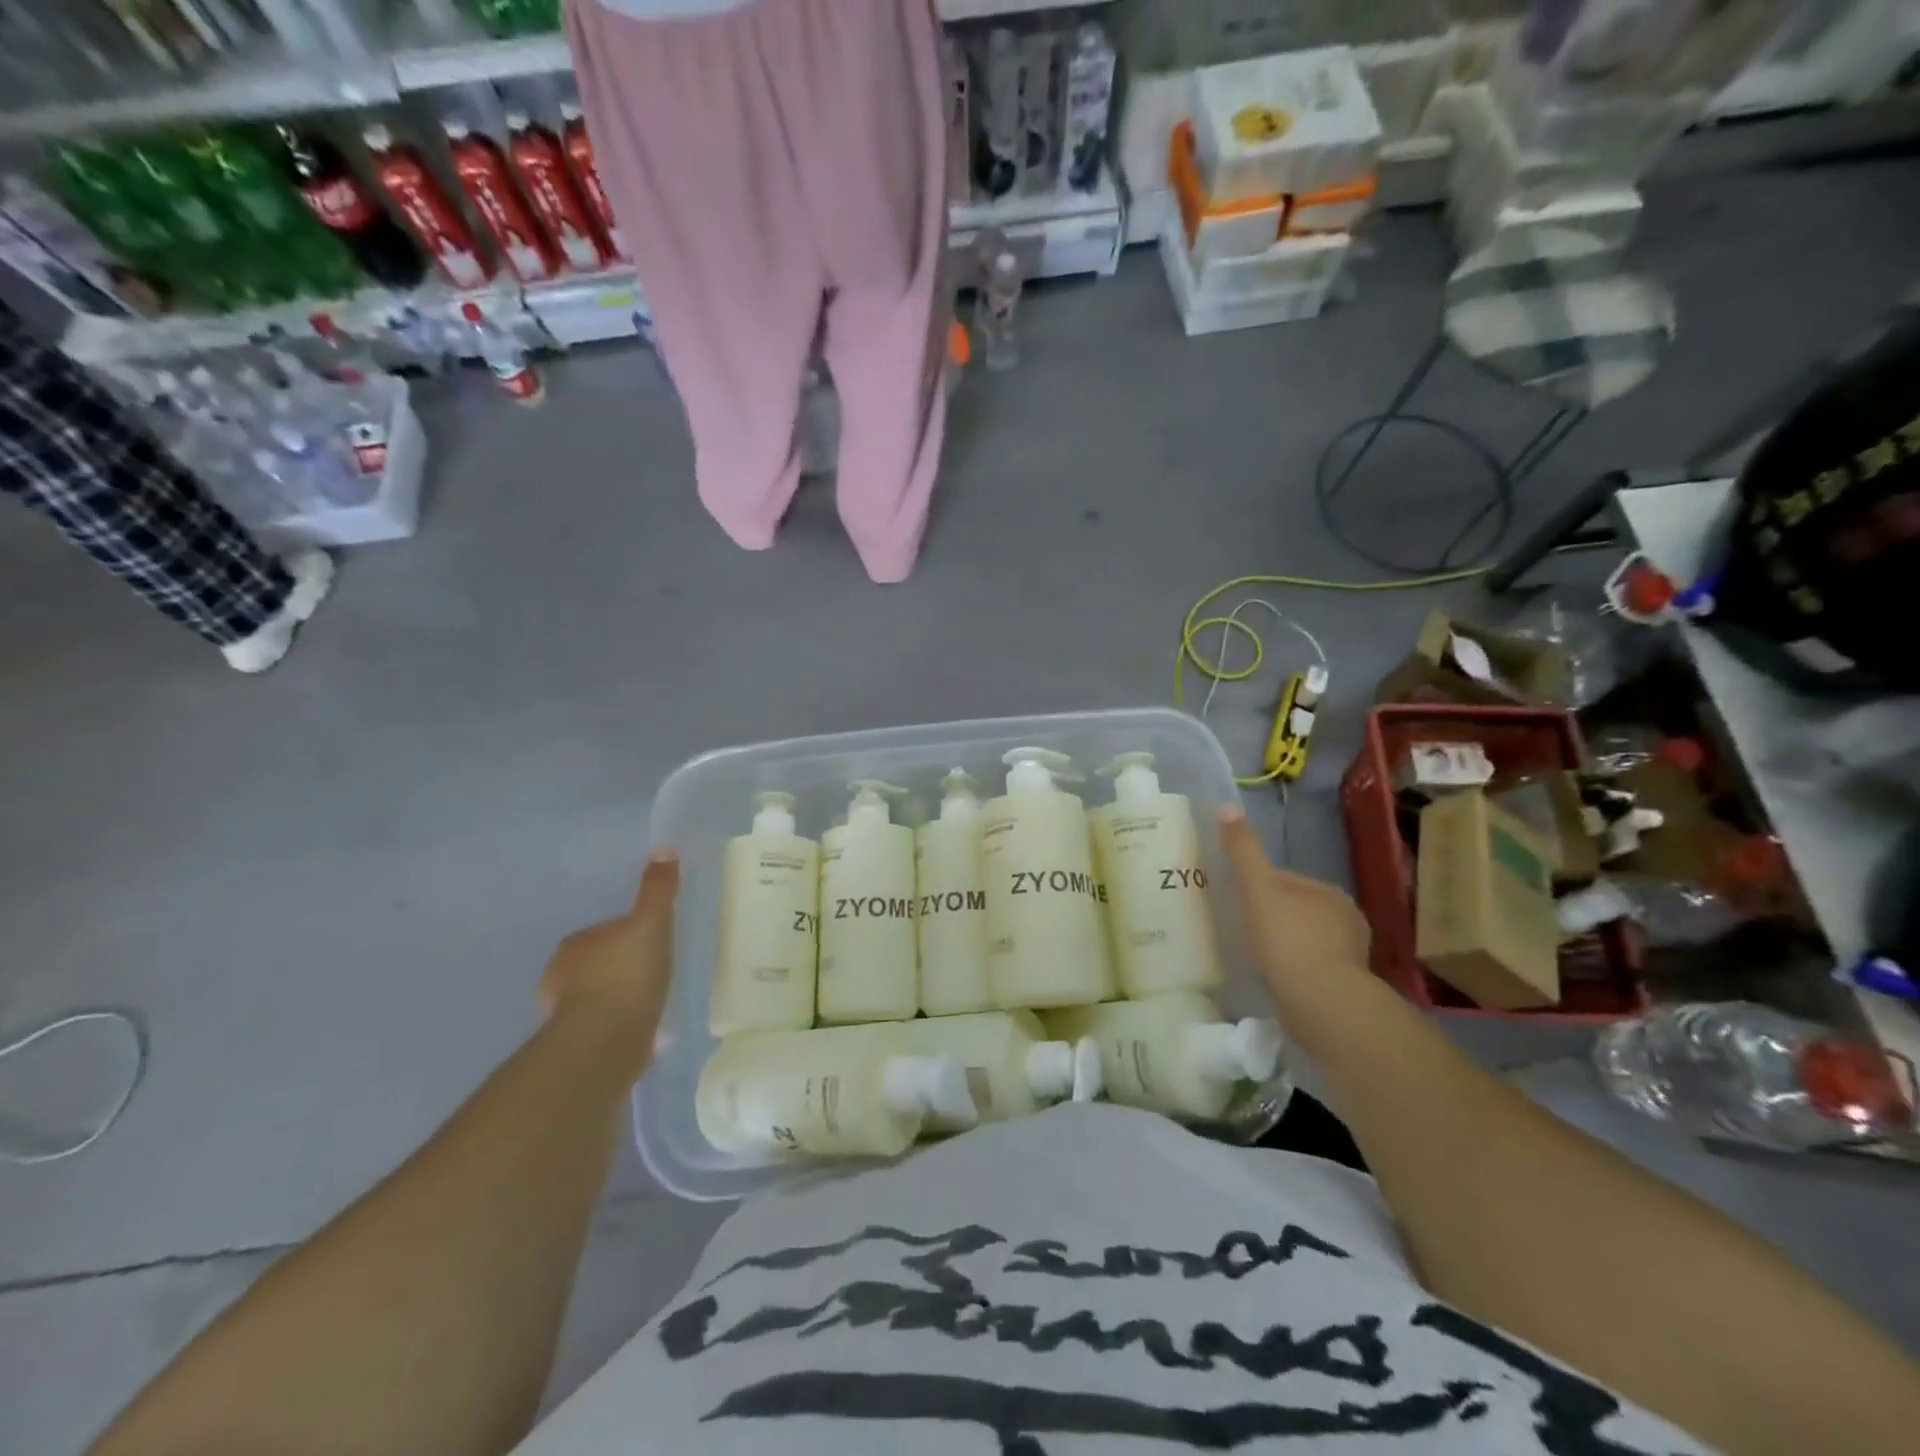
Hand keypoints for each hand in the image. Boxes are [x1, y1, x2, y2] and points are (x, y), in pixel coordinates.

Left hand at [538, 852, 678, 1067]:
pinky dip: (619, 1026)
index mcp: (575, 946)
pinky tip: (643, 1031)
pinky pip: (604, 1027)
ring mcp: (566, 1014)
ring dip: (618, 999)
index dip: (628, 935)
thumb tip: (664, 847)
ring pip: (598, 998)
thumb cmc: (627, 974)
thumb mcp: (651, 922)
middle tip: (654, 971)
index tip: (652, 942)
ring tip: (652, 1004)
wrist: (606, 1039)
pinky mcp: (577, 1046)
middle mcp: (560, 978)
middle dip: (620, 968)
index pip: (602, 933)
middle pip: (598, 965)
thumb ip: (658, 888)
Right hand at [1218, 806, 1370, 989]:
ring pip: (1305, 942)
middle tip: (1240, 932)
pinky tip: (1274, 982)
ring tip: (1255, 959)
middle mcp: (1347, 919)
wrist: (1322, 1003)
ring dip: (1283, 948)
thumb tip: (1227, 805)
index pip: (1286, 881)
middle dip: (1273, 918)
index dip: (1257, 888)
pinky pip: (1310, 970)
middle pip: (1296, 911)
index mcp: (1329, 892)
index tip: (1236, 902)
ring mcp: (1350, 956)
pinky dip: (1293, 972)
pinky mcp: (1346, 988)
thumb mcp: (1258, 888)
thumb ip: (1243, 850)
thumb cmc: (1288, 939)